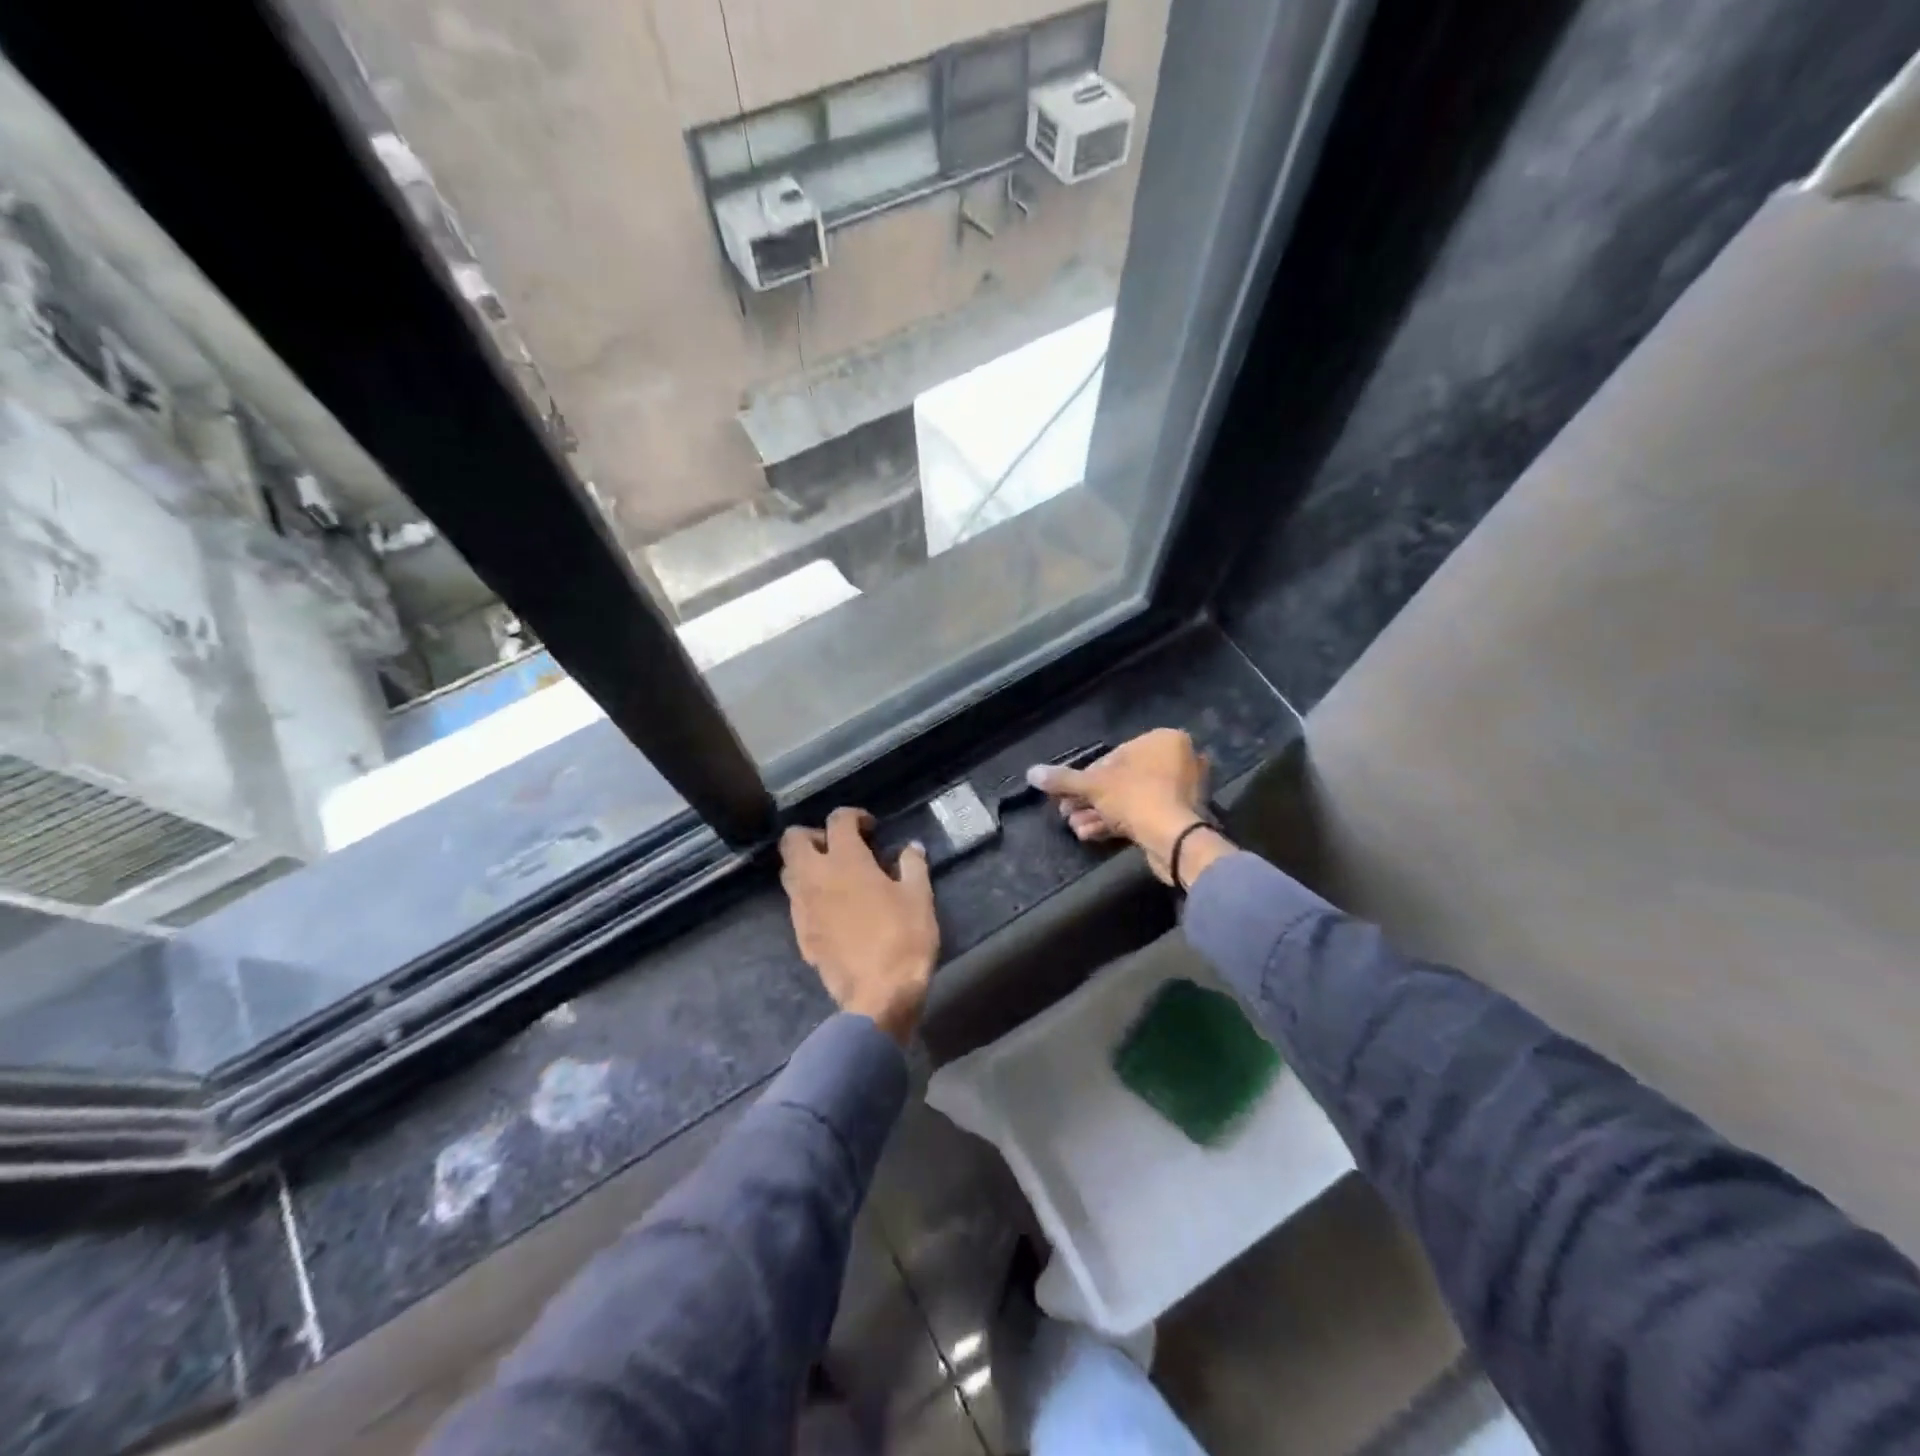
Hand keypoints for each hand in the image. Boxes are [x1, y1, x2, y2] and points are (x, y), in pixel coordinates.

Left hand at [779, 808, 937, 1044]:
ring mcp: (802, 907)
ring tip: (835, 876)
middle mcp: (815, 878)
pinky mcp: (800, 934)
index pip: (838, 821)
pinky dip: (810, 895)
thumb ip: (913, 865)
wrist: (878, 995)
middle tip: (840, 847)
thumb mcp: (919, 897)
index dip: (854, 816)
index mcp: (846, 861)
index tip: (871, 828)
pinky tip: (833, 909)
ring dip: (807, 865)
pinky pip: (796, 903)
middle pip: (793, 840)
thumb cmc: (904, 939)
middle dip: (814, 835)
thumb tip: (911, 847)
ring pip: (789, 872)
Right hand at [1025, 729, 1232, 887]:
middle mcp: (1177, 760)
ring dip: (1099, 813)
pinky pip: (1143, 814)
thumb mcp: (1093, 785)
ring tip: (1075, 826)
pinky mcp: (1180, 817)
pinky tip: (1090, 834)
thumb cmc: (1136, 797)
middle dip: (1090, 798)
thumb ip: (1062, 779)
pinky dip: (1117, 822)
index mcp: (1163, 740)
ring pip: (1130, 799)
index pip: (1115, 755)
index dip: (1086, 776)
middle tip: (1066, 811)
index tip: (1067, 793)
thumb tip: (1031, 773)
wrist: (1174, 840)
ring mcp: (1181, 791)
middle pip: (1122, 779)